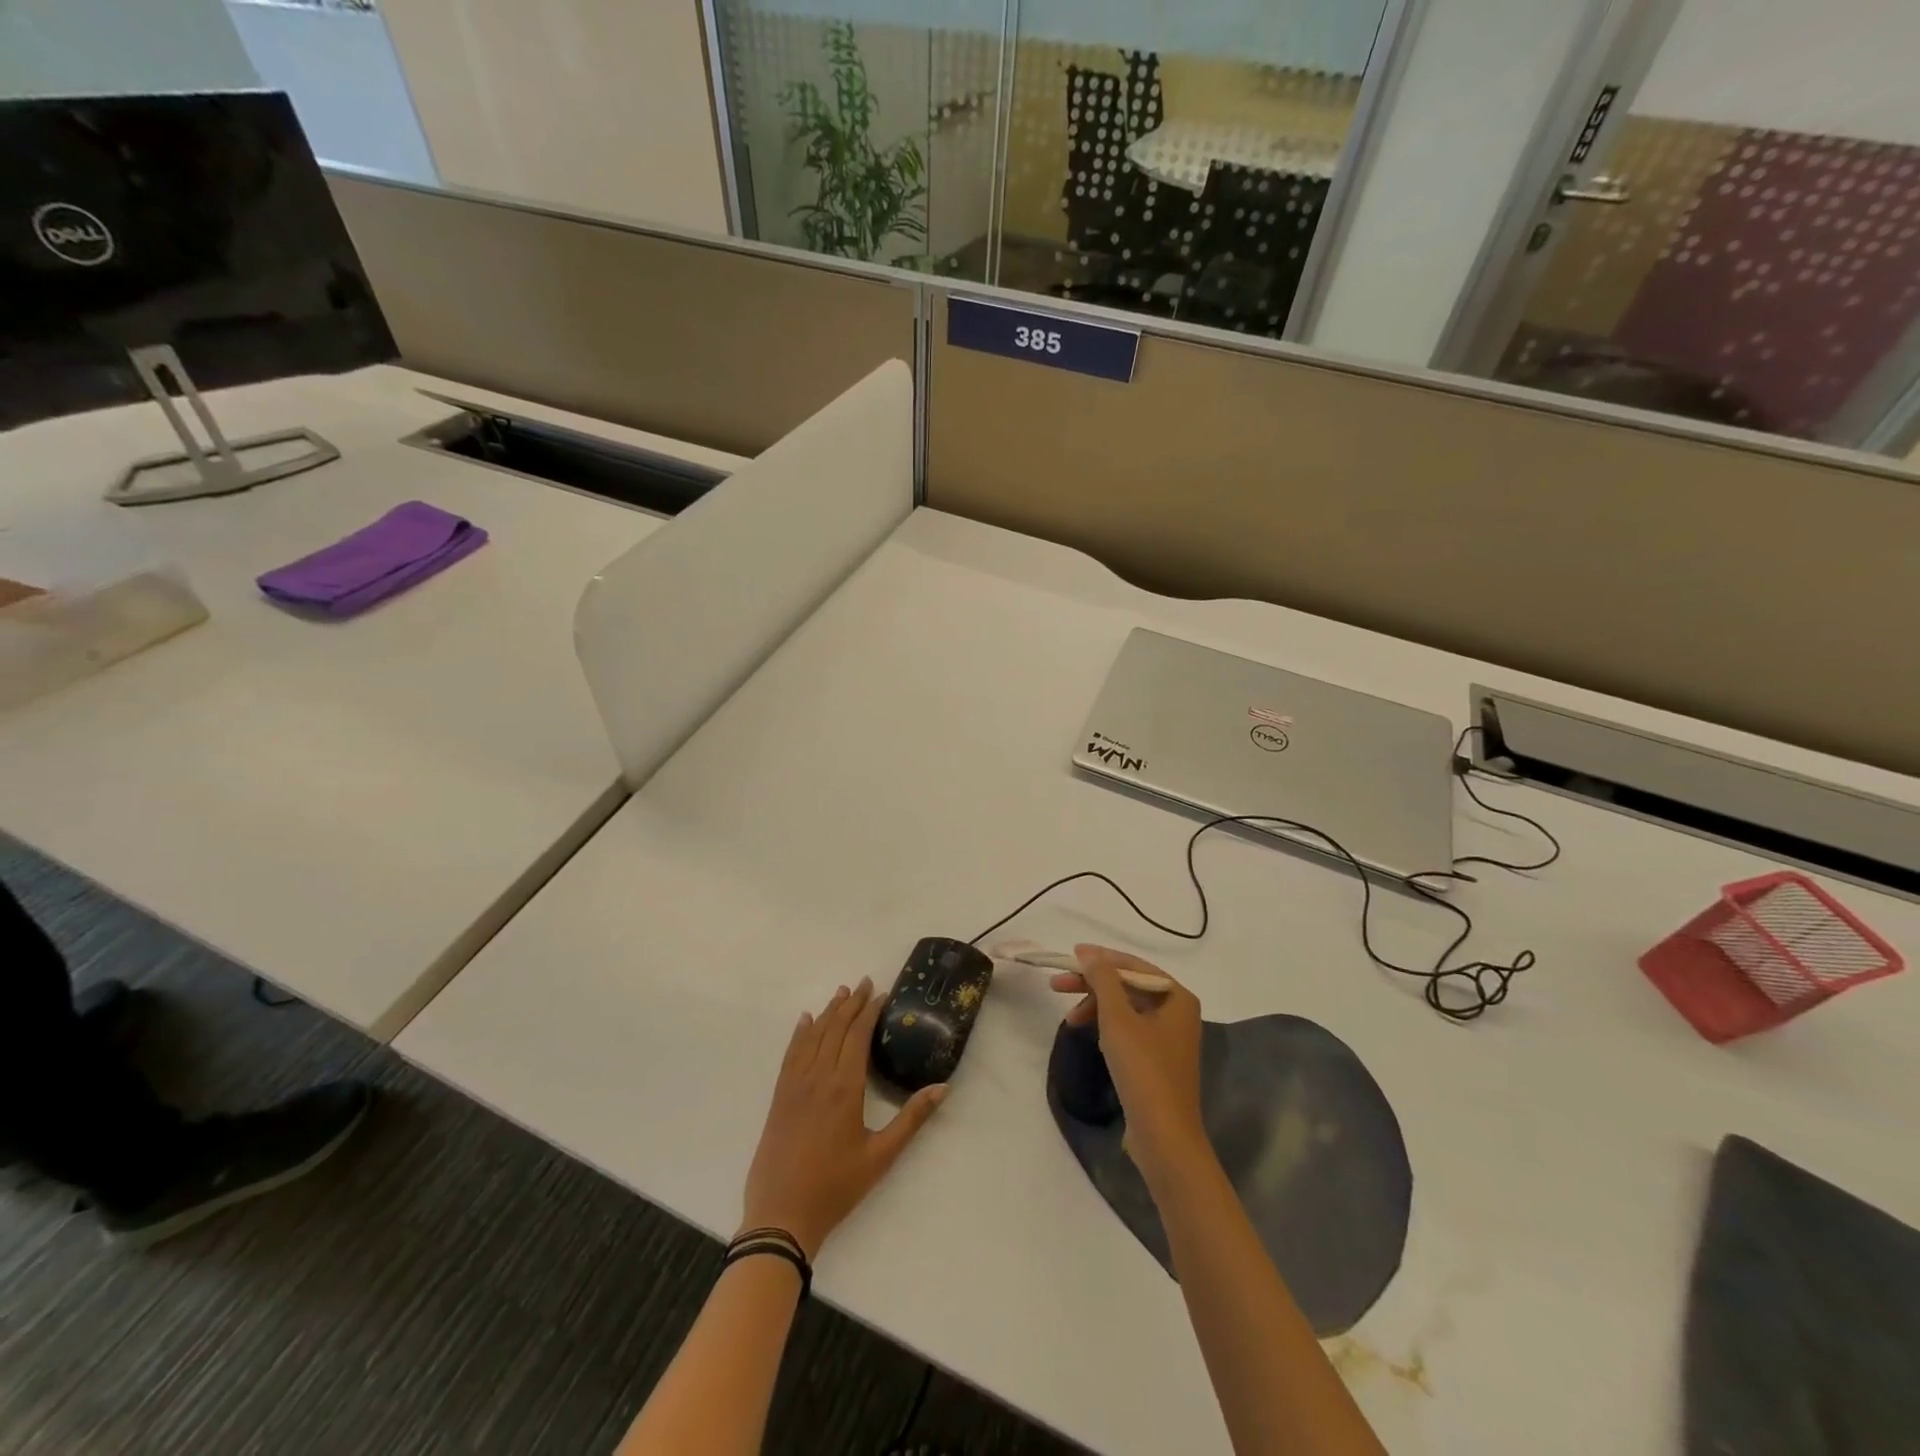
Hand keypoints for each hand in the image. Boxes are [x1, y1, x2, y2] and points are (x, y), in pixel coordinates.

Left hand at [740, 978, 946, 1259]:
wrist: (781, 1216)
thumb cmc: (836, 1187)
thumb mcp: (881, 1156)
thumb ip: (912, 1119)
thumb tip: (943, 1086)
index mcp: (845, 1087)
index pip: (858, 1036)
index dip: (869, 1012)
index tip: (880, 993)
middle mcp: (819, 1076)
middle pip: (836, 1029)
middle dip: (851, 1003)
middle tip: (864, 983)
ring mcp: (795, 1085)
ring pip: (813, 1036)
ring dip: (828, 1012)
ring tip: (841, 993)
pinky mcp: (779, 1097)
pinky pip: (790, 1054)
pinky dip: (800, 1033)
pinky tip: (805, 1021)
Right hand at [1050, 945, 1206, 1187]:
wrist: (1164, 1135)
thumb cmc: (1143, 1069)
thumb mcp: (1117, 1018)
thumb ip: (1102, 979)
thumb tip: (1089, 952)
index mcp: (1177, 997)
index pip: (1134, 965)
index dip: (1101, 958)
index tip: (1071, 955)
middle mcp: (1178, 1012)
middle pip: (1129, 986)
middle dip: (1093, 985)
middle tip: (1057, 985)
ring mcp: (1169, 1038)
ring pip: (1127, 1009)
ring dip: (1096, 1007)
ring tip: (1069, 1019)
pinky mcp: (1158, 1061)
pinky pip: (1130, 1030)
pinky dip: (1108, 1027)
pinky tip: (1090, 1035)